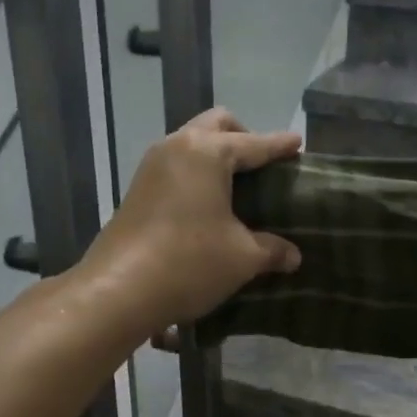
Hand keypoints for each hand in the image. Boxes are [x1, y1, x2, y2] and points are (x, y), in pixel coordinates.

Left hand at [80, 107, 302, 339]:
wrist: (118, 291)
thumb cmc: (189, 262)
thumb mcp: (242, 257)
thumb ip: (272, 249)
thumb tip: (293, 256)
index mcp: (207, 152)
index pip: (254, 143)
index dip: (280, 146)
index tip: (298, 144)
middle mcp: (177, 147)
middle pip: (217, 125)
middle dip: (244, 137)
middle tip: (263, 166)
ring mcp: (152, 166)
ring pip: (191, 142)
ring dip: (216, 155)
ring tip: (238, 186)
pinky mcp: (138, 189)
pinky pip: (176, 165)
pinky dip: (197, 173)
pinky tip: (209, 204)